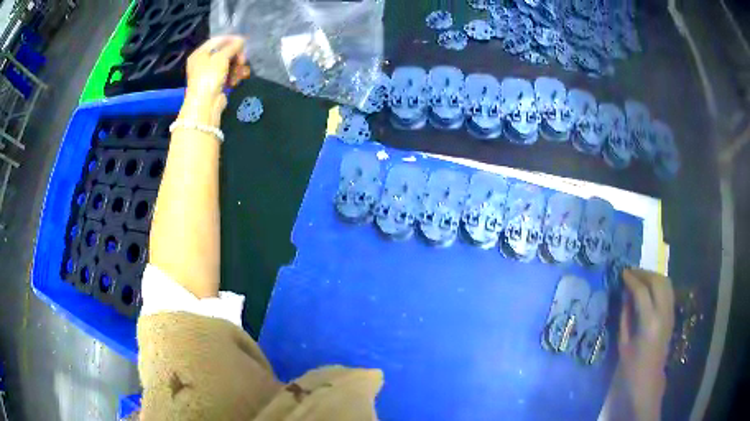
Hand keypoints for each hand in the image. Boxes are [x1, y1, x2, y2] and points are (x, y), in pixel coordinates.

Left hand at [179, 36, 251, 127]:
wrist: (205, 105)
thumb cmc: (209, 77)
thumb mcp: (221, 57)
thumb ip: (232, 46)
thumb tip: (241, 40)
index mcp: (200, 53)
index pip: (218, 40)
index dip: (231, 40)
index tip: (243, 42)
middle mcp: (203, 62)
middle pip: (224, 52)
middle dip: (236, 55)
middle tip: (243, 60)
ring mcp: (209, 74)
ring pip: (228, 64)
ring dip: (237, 67)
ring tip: (240, 73)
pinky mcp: (216, 84)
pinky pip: (228, 74)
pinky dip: (234, 75)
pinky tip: (238, 79)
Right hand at [607, 268, 674, 420]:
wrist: (649, 382)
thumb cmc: (632, 368)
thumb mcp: (623, 344)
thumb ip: (625, 317)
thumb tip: (625, 295)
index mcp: (650, 323)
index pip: (642, 292)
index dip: (632, 279)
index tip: (622, 272)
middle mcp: (663, 313)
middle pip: (658, 281)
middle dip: (644, 273)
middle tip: (631, 272)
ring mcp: (670, 313)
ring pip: (666, 282)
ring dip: (653, 276)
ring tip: (640, 277)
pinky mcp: (672, 315)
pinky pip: (668, 291)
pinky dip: (659, 284)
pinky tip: (650, 288)